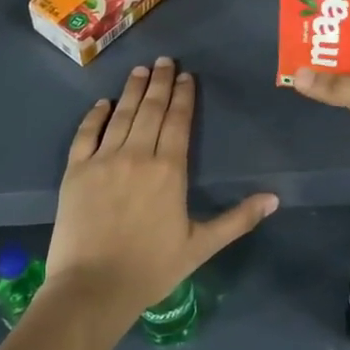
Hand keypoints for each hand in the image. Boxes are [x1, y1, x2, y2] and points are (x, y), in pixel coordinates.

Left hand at [46, 58, 277, 326]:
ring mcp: (103, 160)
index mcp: (169, 169)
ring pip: (121, 115)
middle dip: (161, 82)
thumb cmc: (151, 268)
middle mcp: (137, 155)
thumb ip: (237, 219)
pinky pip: (86, 134)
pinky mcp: (75, 172)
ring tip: (141, 70)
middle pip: (151, 109)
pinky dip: (95, 116)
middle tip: (165, 60)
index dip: (184, 96)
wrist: (92, 288)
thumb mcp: (201, 246)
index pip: (179, 121)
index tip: (187, 76)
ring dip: (132, 90)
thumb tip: (275, 199)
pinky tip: (102, 103)